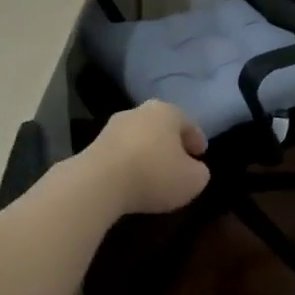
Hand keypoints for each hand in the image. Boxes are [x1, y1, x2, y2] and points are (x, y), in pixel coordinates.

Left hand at [85, 100, 209, 215]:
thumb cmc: (154, 174)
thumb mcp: (193, 180)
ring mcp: (112, 128)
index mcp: (166, 112)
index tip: (201, 153)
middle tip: (180, 160)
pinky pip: (120, 154)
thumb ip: (199, 172)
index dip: (196, 138)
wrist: (99, 183)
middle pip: (160, 126)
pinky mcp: (93, 146)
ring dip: (147, 153)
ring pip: (138, 139)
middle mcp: (138, 112)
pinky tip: (132, 180)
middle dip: (170, 143)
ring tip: (154, 173)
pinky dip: (129, 164)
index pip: (187, 122)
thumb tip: (194, 169)